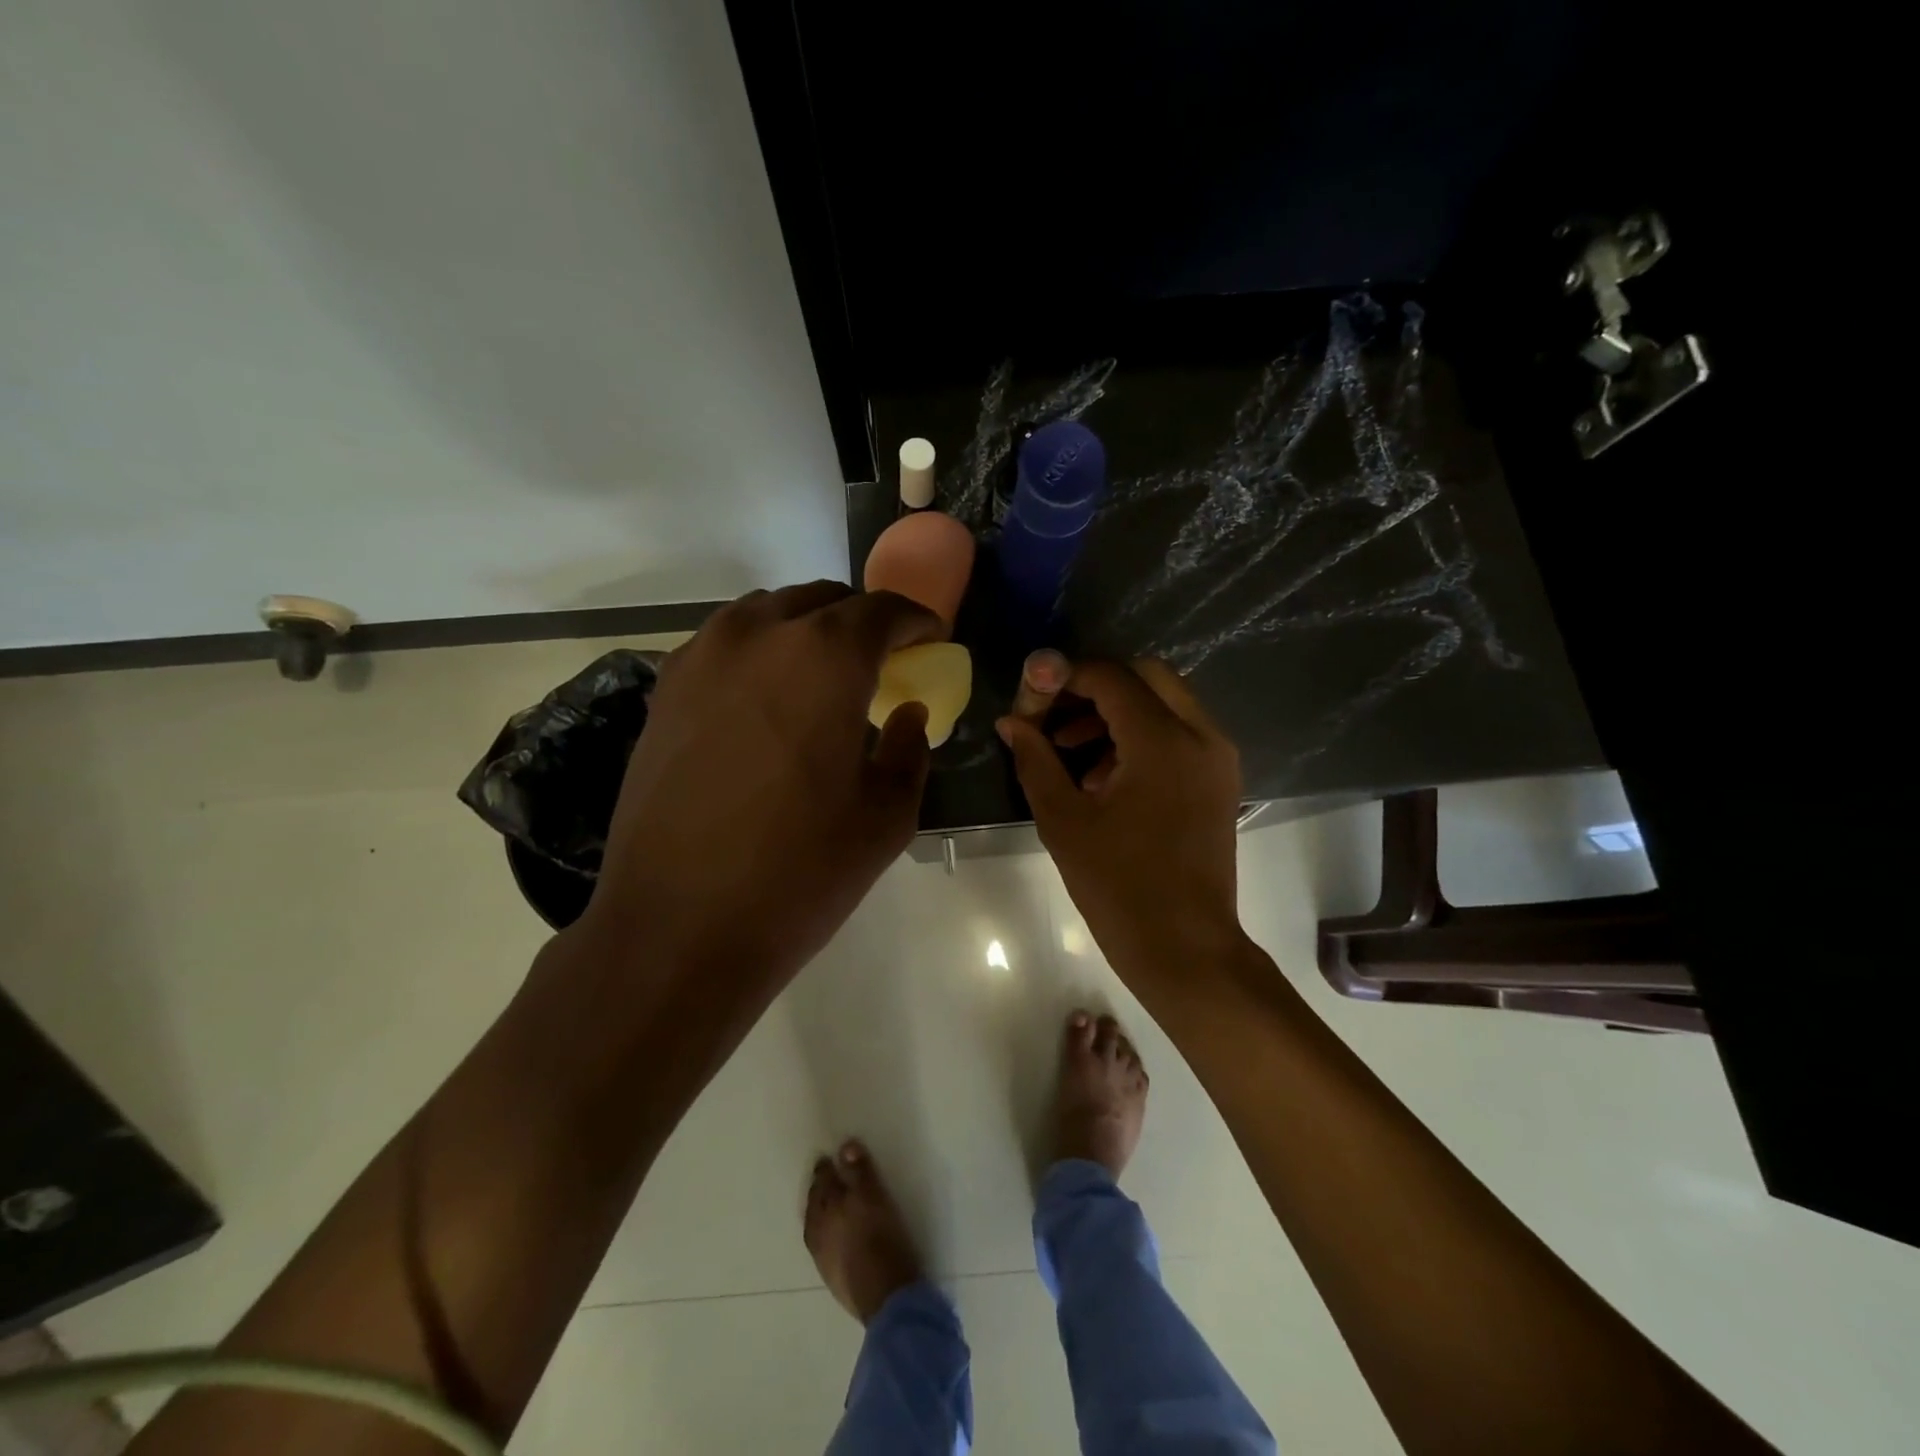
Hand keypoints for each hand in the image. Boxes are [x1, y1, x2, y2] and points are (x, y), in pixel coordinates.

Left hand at [579, 582, 941, 990]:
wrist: (677, 926)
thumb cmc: (801, 871)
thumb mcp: (887, 815)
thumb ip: (910, 748)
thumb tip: (908, 714)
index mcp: (825, 656)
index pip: (883, 610)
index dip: (915, 621)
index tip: (930, 639)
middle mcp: (759, 635)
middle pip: (822, 601)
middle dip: (860, 622)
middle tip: (880, 662)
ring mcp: (701, 657)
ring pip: (767, 614)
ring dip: (805, 631)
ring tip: (822, 678)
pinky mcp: (663, 690)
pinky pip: (724, 645)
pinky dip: (758, 653)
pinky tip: (767, 700)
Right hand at [998, 660, 1246, 994]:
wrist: (1184, 947)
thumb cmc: (1118, 886)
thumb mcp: (1063, 820)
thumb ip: (1035, 759)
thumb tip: (1011, 723)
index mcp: (1162, 740)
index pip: (1110, 677)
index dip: (1064, 679)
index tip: (1031, 703)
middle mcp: (1200, 735)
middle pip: (1146, 676)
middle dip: (1095, 689)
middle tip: (1056, 721)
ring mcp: (1217, 757)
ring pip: (1165, 702)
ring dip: (1117, 712)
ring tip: (1072, 754)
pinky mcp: (1220, 780)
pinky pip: (1179, 732)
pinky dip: (1142, 735)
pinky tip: (1105, 777)